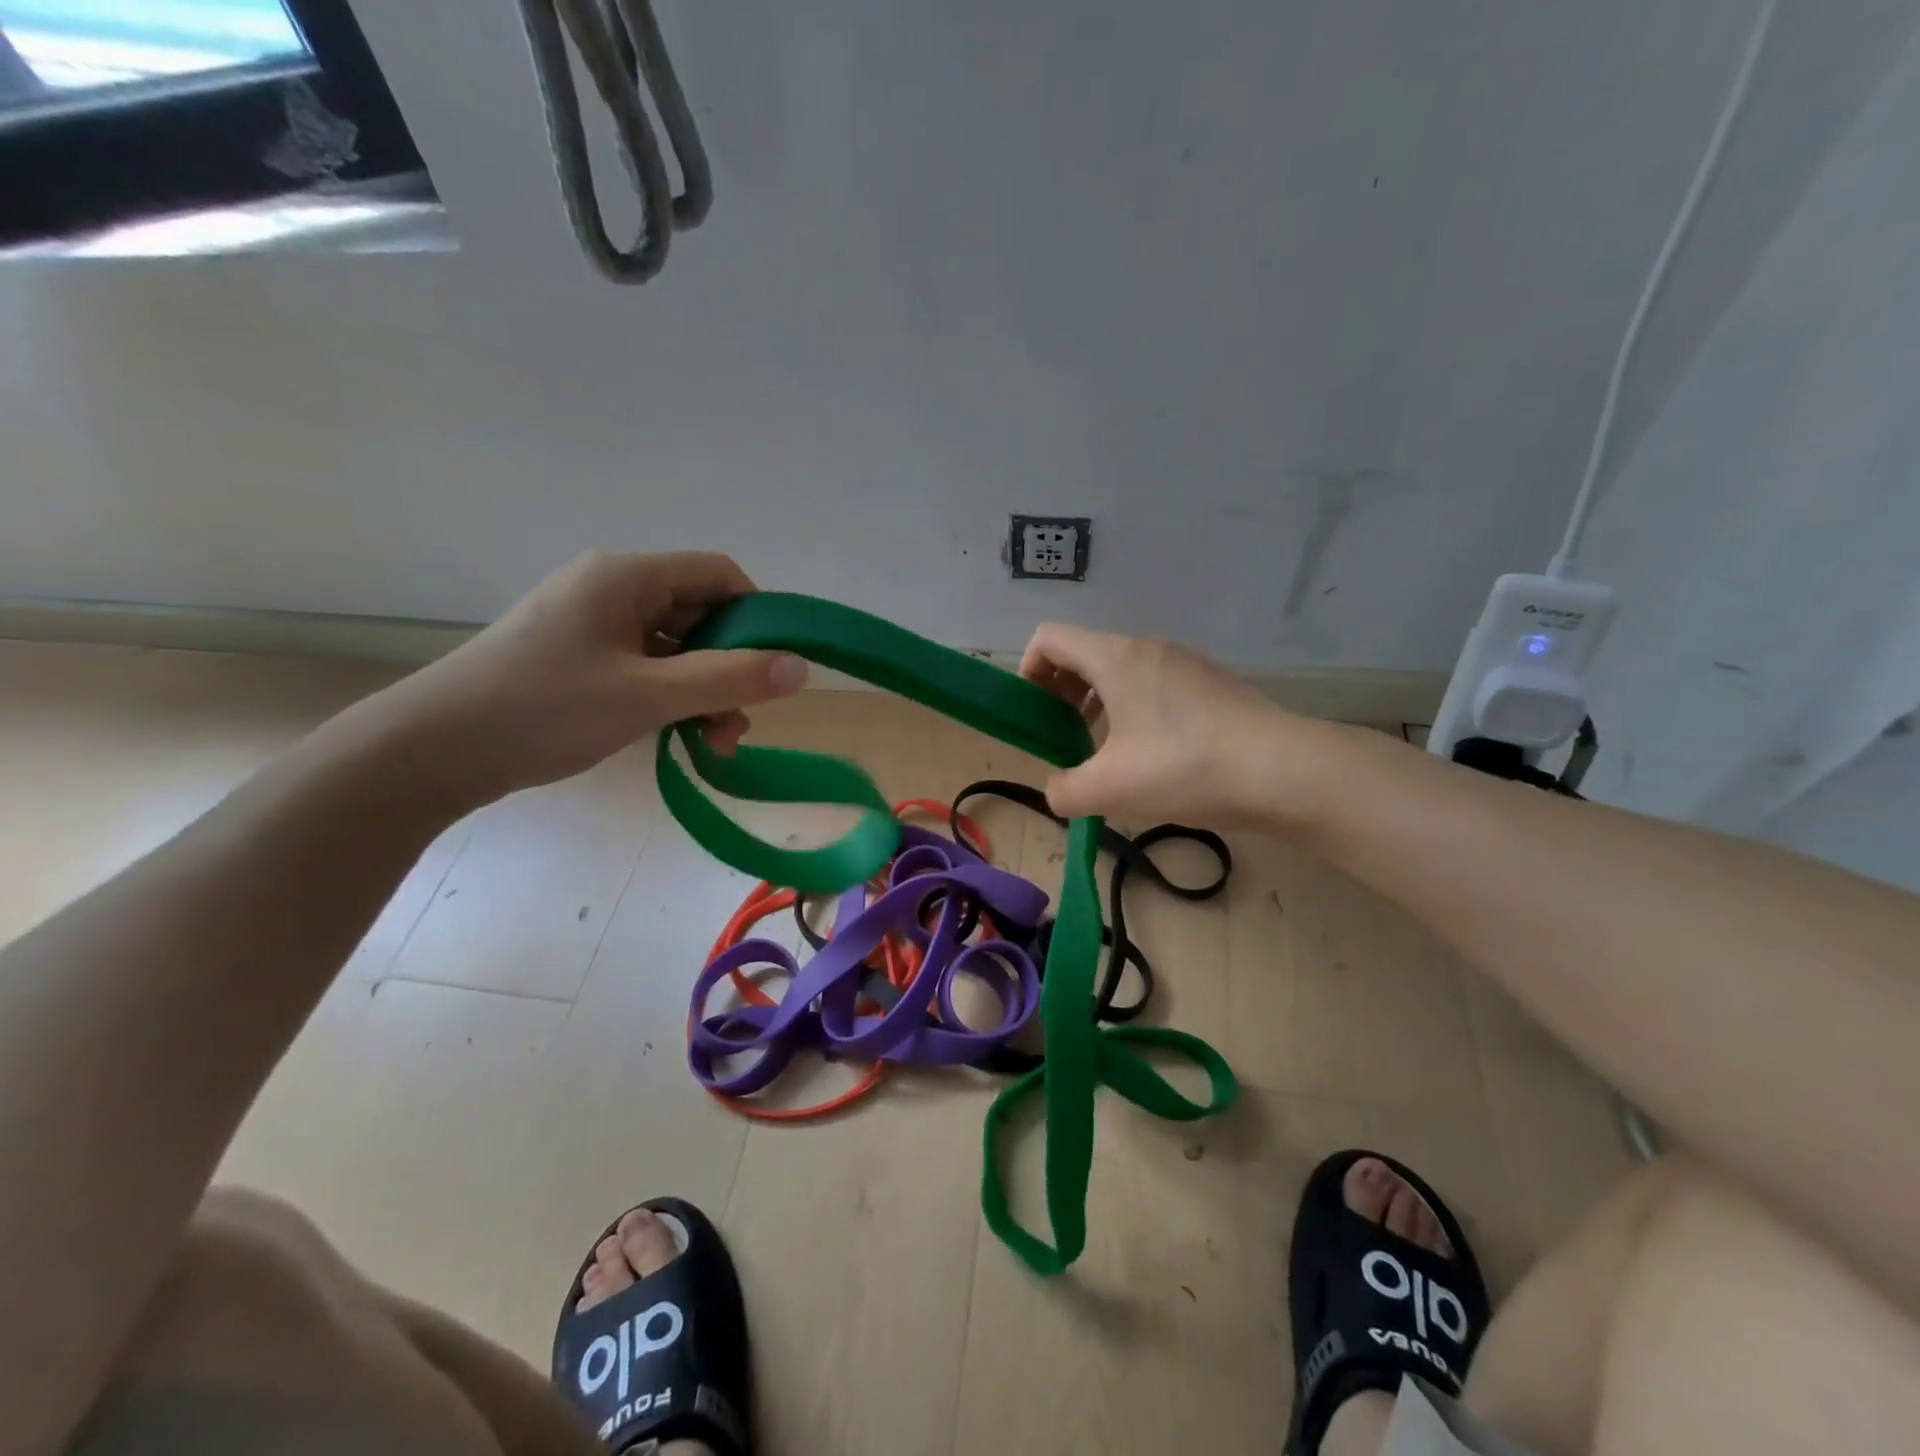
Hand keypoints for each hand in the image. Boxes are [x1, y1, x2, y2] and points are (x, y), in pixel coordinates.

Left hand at [371, 551, 806, 804]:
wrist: (434, 750)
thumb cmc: (545, 709)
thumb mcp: (648, 695)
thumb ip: (729, 679)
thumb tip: (802, 667)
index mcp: (626, 576)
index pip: (717, 573)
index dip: (757, 614)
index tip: (774, 666)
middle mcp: (612, 589)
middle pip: (699, 612)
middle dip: (731, 665)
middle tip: (742, 718)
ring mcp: (593, 624)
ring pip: (675, 646)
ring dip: (705, 689)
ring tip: (716, 741)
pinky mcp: (579, 658)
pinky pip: (646, 666)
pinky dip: (672, 696)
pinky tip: (681, 735)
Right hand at [1019, 623, 1313, 826]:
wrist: (1285, 771)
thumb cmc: (1184, 768)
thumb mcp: (1108, 790)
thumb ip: (1063, 791)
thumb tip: (1059, 790)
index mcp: (1115, 658)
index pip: (1049, 638)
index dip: (1028, 670)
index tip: (1035, 714)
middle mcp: (1148, 648)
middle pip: (1084, 653)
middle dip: (1061, 691)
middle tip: (1064, 736)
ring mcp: (1186, 663)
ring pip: (1122, 670)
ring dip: (1099, 702)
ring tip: (1106, 751)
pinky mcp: (1213, 684)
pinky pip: (1156, 685)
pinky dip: (1135, 710)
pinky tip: (1154, 756)